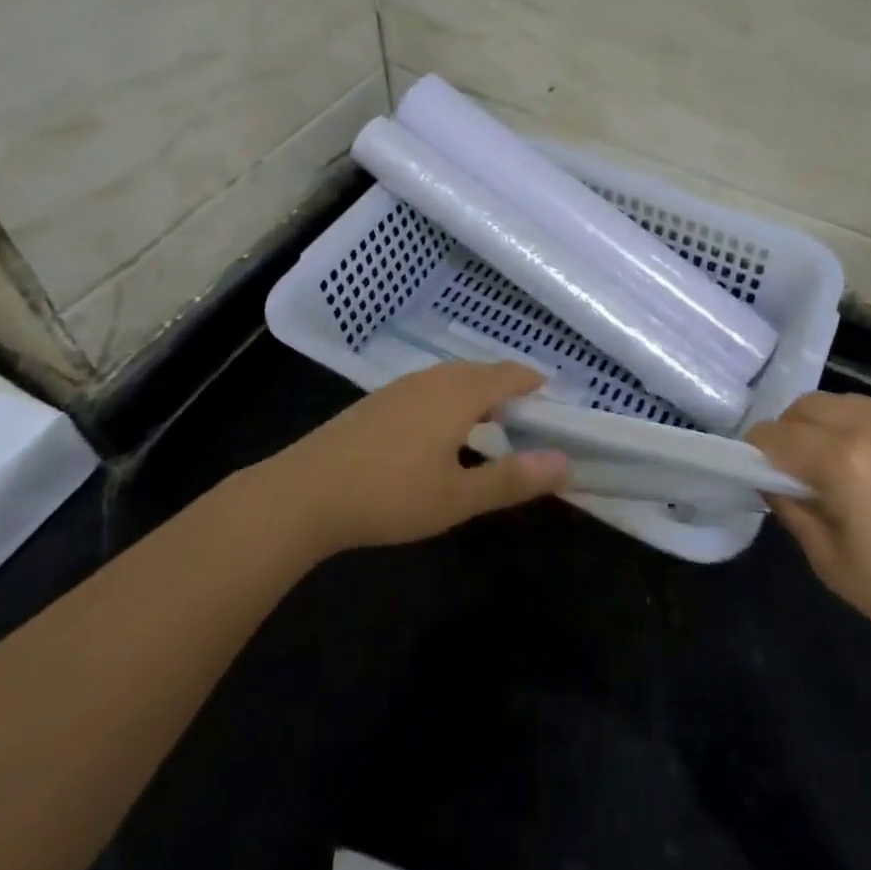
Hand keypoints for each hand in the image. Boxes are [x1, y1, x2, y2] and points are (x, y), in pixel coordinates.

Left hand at [269, 361, 568, 555]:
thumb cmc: (390, 495)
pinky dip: (451, 400)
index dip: (533, 381)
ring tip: (490, 424)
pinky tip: (441, 432)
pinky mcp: (378, 402)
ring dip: (477, 393)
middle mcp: (433, 380)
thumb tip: (565, 463)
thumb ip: (512, 479)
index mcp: (459, 394)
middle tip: (528, 415)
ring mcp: (401, 387)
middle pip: (481, 372)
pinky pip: (430, 388)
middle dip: (507, 387)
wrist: (305, 492)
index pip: (508, 375)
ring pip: (452, 379)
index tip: (553, 394)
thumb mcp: (457, 497)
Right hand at [748, 393, 870, 673]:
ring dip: (824, 424)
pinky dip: (860, 429)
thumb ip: (792, 510)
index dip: (755, 450)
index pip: (776, 435)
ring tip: (832, 464)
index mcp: (841, 460)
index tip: (756, 471)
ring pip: (843, 402)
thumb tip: (771, 481)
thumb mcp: (830, 561)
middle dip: (788, 430)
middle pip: (806, 406)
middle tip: (793, 469)